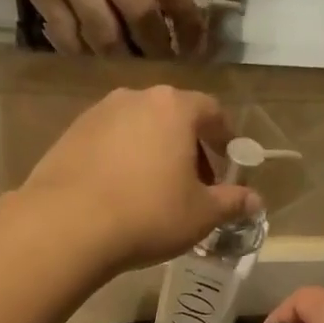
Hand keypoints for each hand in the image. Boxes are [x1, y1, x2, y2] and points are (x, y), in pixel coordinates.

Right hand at [0, 0, 202, 58]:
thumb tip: (174, 5)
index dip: (186, 20)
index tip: (195, 42)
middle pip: (139, 12)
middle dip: (159, 46)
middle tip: (167, 62)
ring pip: (104, 31)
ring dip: (123, 56)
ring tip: (133, 66)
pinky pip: (69, 35)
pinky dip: (85, 53)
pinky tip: (95, 58)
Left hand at [20, 87, 256, 270]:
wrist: (68, 225)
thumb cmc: (149, 214)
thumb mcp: (202, 215)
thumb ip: (232, 203)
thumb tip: (255, 201)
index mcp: (174, 108)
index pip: (211, 111)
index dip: (225, 138)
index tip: (228, 164)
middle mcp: (135, 98)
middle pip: (173, 116)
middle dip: (189, 147)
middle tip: (195, 184)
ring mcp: (97, 113)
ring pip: (138, 128)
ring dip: (153, 152)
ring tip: (156, 191)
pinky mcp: (69, 135)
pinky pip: (109, 143)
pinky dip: (122, 160)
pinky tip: (121, 193)